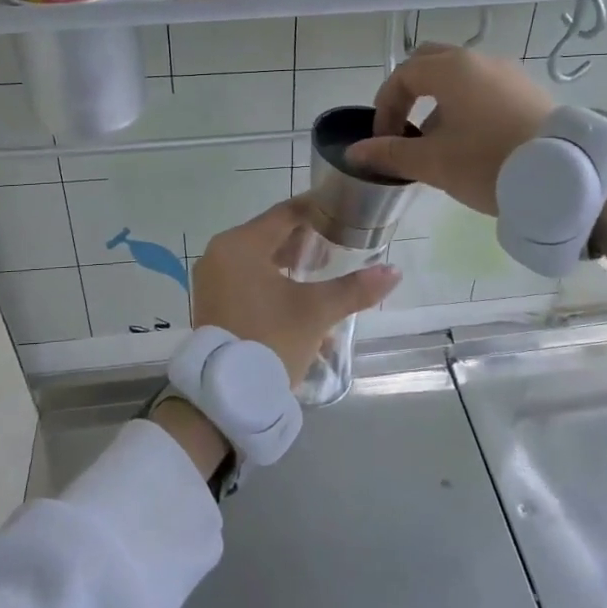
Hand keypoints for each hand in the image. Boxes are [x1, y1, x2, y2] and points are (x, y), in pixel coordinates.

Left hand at [191, 197, 401, 385]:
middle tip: (340, 245)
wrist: (228, 396)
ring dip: (292, 266)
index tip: (344, 212)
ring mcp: (212, 281)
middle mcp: (220, 255)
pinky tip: (302, 301)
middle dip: (307, 242)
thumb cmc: (271, 340)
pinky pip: (248, 281)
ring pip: (260, 261)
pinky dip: (274, 284)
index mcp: (240, 245)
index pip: (285, 214)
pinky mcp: (213, 303)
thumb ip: (355, 288)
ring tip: (324, 273)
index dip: (318, 211)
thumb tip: (394, 272)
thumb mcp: (317, 312)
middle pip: (271, 236)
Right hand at [346, 44, 554, 214]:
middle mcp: (480, 60)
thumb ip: (390, 153)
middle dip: (410, 93)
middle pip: (430, 63)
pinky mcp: (529, 91)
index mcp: (451, 69)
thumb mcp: (433, 163)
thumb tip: (355, 153)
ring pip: (460, 76)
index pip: (402, 76)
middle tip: (404, 128)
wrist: (564, 176)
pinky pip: (485, 88)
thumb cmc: (488, 163)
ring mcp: (509, 72)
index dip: (384, 107)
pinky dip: (466, 105)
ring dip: (438, 102)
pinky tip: (473, 142)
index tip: (383, 141)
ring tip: (438, 142)